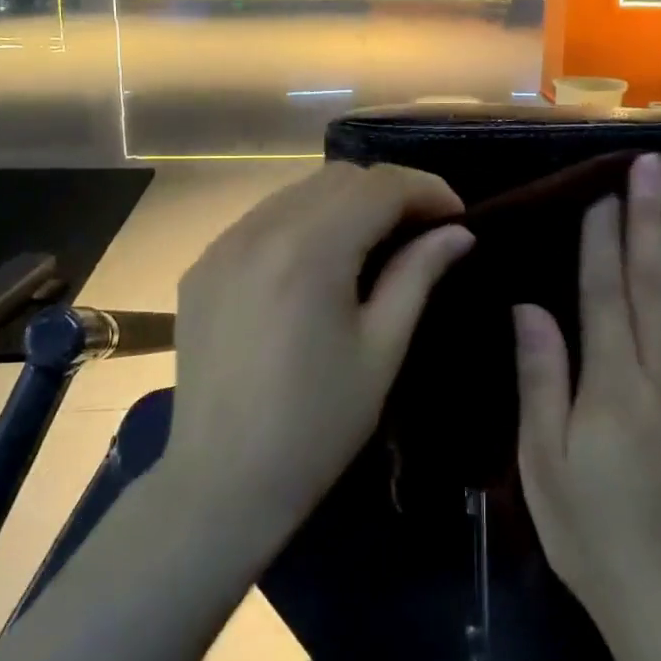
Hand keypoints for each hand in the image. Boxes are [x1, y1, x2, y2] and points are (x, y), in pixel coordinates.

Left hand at [163, 162, 473, 549]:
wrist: (223, 482)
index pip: (380, 186)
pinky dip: (303, 222)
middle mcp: (259, 230)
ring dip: (345, 203)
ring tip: (375, 241)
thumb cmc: (318, 424)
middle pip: (339, 178)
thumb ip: (418, 274)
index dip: (427, 190)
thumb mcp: (382, 349)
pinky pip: (263, 219)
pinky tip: (319, 261)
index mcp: (309, 250)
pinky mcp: (203, 266)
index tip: (457, 216)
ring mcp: (223, 245)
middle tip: (422, 228)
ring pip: (298, 191)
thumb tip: (458, 233)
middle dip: (389, 191)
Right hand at [514, 153, 660, 635]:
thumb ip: (542, 381)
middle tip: (650, 169)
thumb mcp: (545, 465)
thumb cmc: (595, 534)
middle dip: (650, 219)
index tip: (601, 195)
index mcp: (614, 387)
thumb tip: (530, 308)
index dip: (603, 241)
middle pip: (658, 283)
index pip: (607, 294)